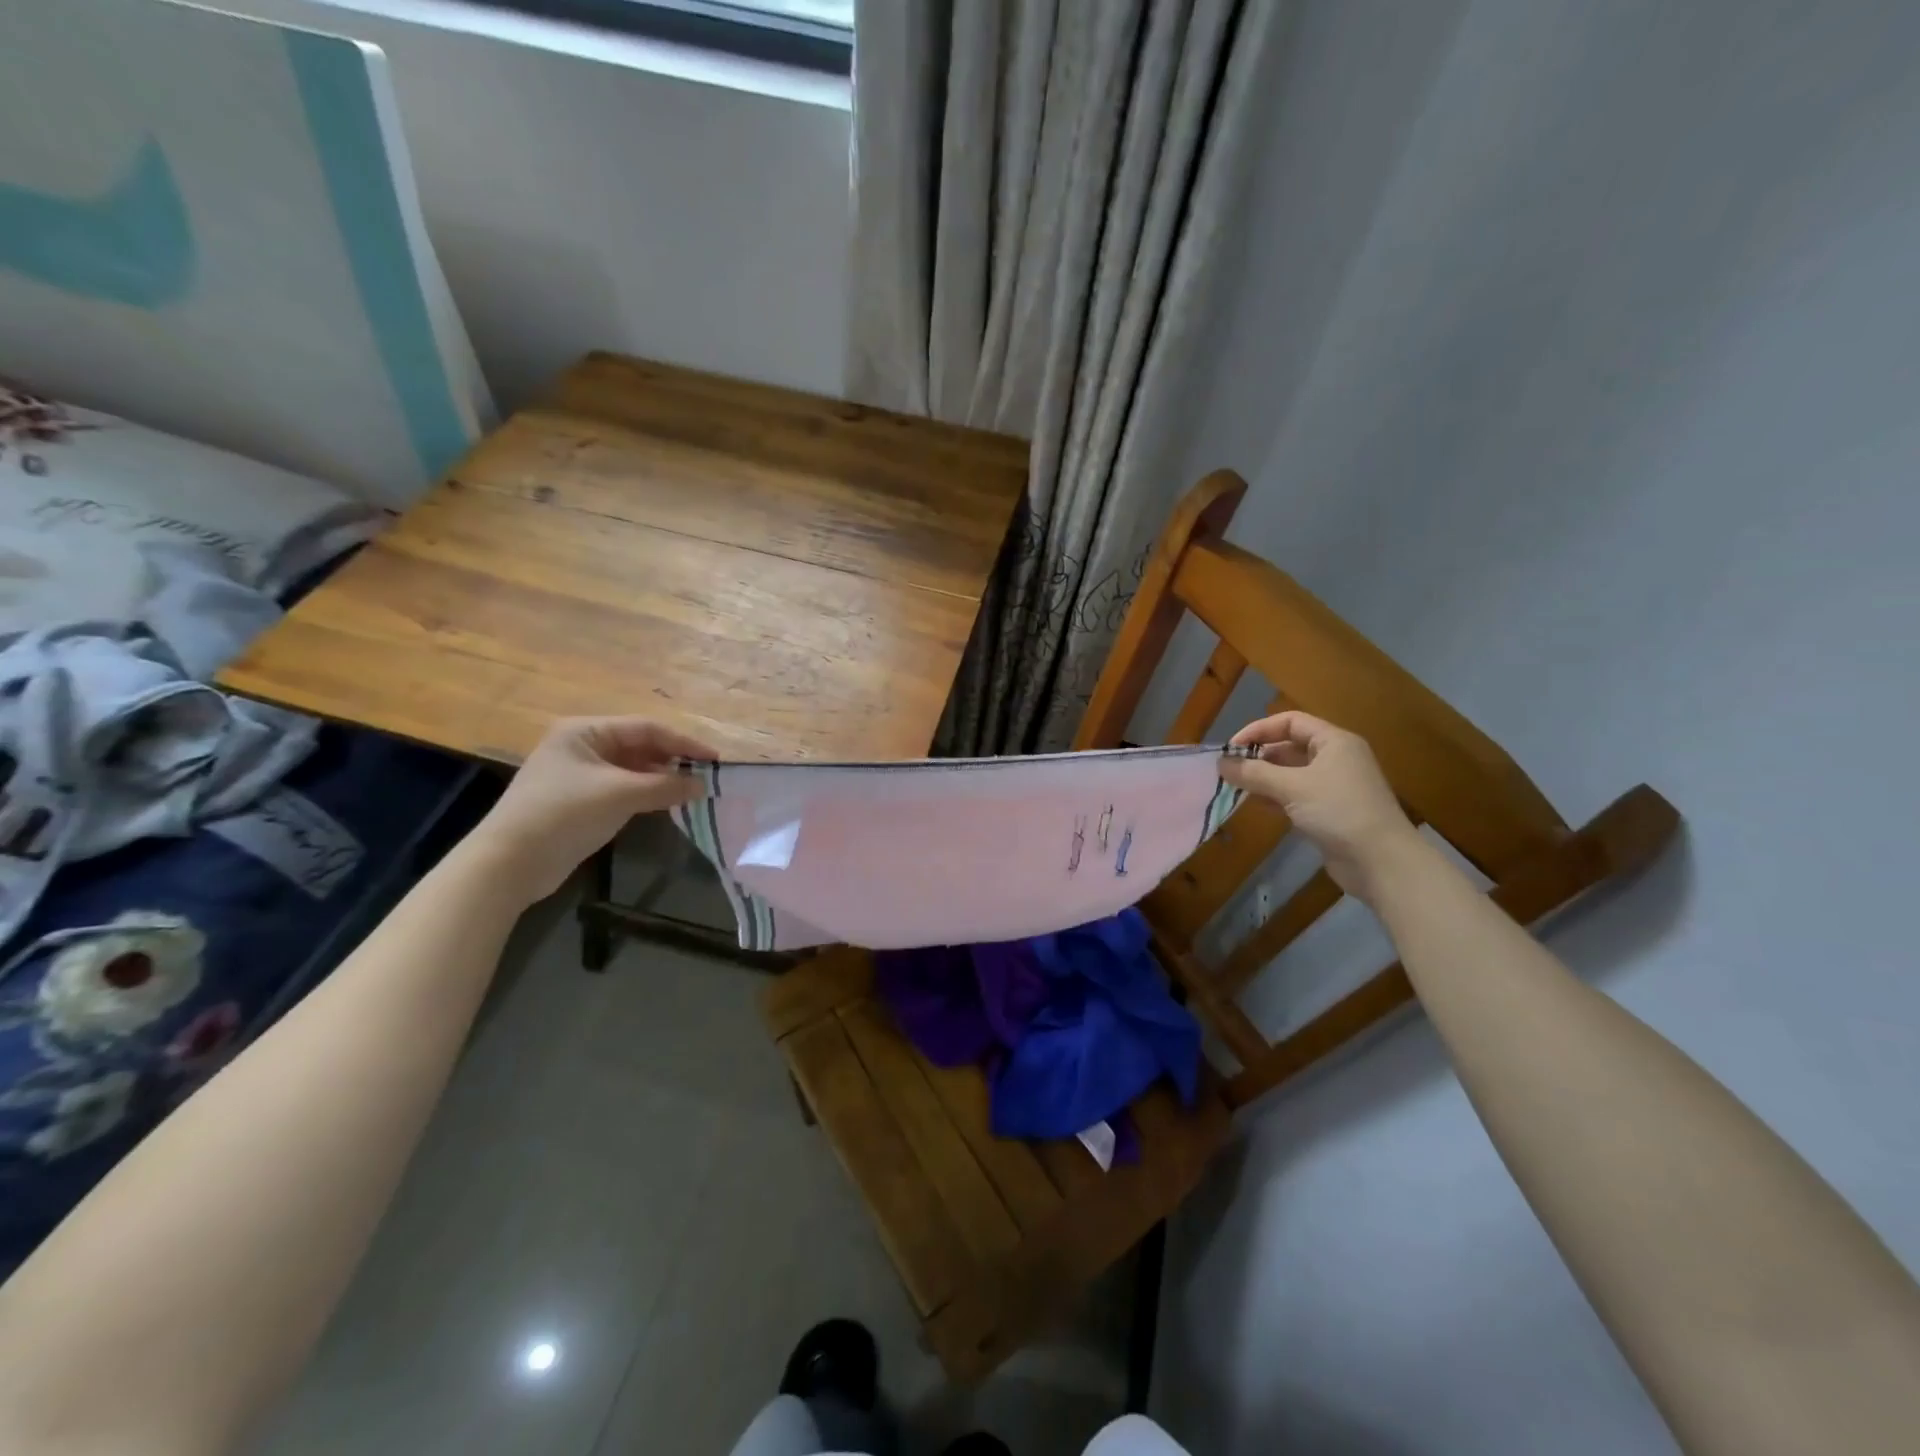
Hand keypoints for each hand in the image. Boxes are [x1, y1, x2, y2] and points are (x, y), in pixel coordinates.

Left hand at [470, 717, 714, 904]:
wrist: (510, 862)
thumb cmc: (564, 813)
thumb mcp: (620, 794)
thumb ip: (665, 786)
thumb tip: (702, 785)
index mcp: (586, 731)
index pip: (647, 728)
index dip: (684, 743)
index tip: (715, 760)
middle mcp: (583, 746)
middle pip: (640, 747)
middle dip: (674, 760)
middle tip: (707, 776)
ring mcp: (580, 774)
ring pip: (633, 769)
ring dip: (662, 779)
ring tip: (693, 791)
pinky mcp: (581, 801)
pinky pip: (624, 789)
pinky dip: (647, 794)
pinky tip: (668, 804)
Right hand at [1220, 711, 1425, 903]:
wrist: (1381, 861)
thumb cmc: (1339, 811)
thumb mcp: (1292, 787)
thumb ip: (1254, 773)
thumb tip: (1221, 763)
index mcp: (1334, 742)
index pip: (1290, 722)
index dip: (1258, 730)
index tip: (1231, 748)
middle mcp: (1335, 758)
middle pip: (1289, 746)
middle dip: (1258, 757)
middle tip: (1229, 771)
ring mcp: (1334, 786)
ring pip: (1291, 773)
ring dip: (1264, 778)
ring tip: (1236, 788)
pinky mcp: (1330, 811)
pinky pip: (1296, 795)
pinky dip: (1275, 797)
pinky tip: (1257, 805)